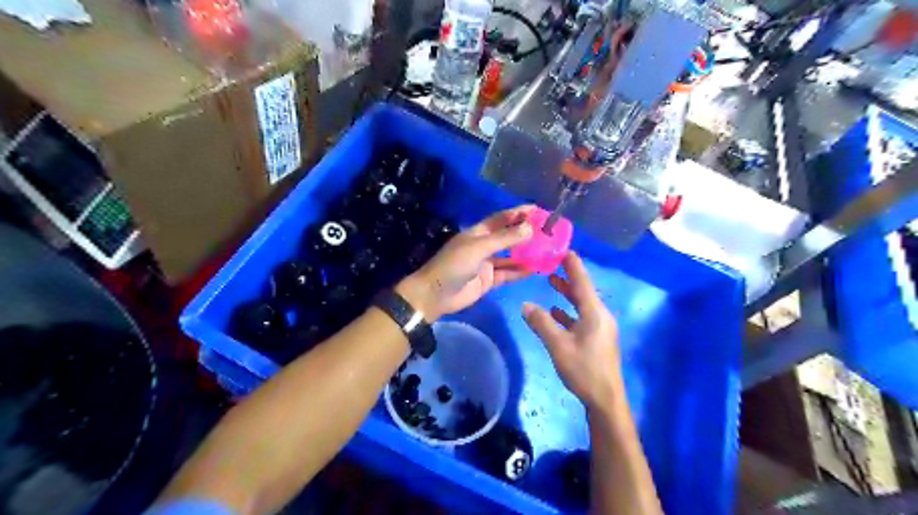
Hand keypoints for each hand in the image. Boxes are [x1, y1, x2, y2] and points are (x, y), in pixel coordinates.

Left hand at [396, 204, 538, 316]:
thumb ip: (504, 239)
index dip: (519, 213)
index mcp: (478, 232)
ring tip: (548, 251)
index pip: (502, 218)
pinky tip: (536, 269)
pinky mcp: (489, 280)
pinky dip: (520, 271)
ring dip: (527, 254)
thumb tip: (530, 228)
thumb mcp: (479, 248)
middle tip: (549, 232)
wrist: (435, 294)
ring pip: (511, 256)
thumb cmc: (454, 265)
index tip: (538, 210)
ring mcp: (487, 264)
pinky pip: (508, 274)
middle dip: (526, 234)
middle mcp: (484, 245)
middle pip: (509, 237)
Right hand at [522, 252, 624, 411]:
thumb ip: (541, 323)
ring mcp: (600, 328)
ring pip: (582, 304)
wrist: (605, 399)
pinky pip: (582, 317)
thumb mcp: (558, 345)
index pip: (582, 281)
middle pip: (583, 290)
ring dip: (568, 293)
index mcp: (594, 312)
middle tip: (551, 262)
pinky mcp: (597, 339)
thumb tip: (525, 304)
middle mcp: (600, 315)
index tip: (563, 249)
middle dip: (568, 276)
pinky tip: (556, 311)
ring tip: (551, 281)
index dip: (573, 264)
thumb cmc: (583, 370)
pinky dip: (569, 311)